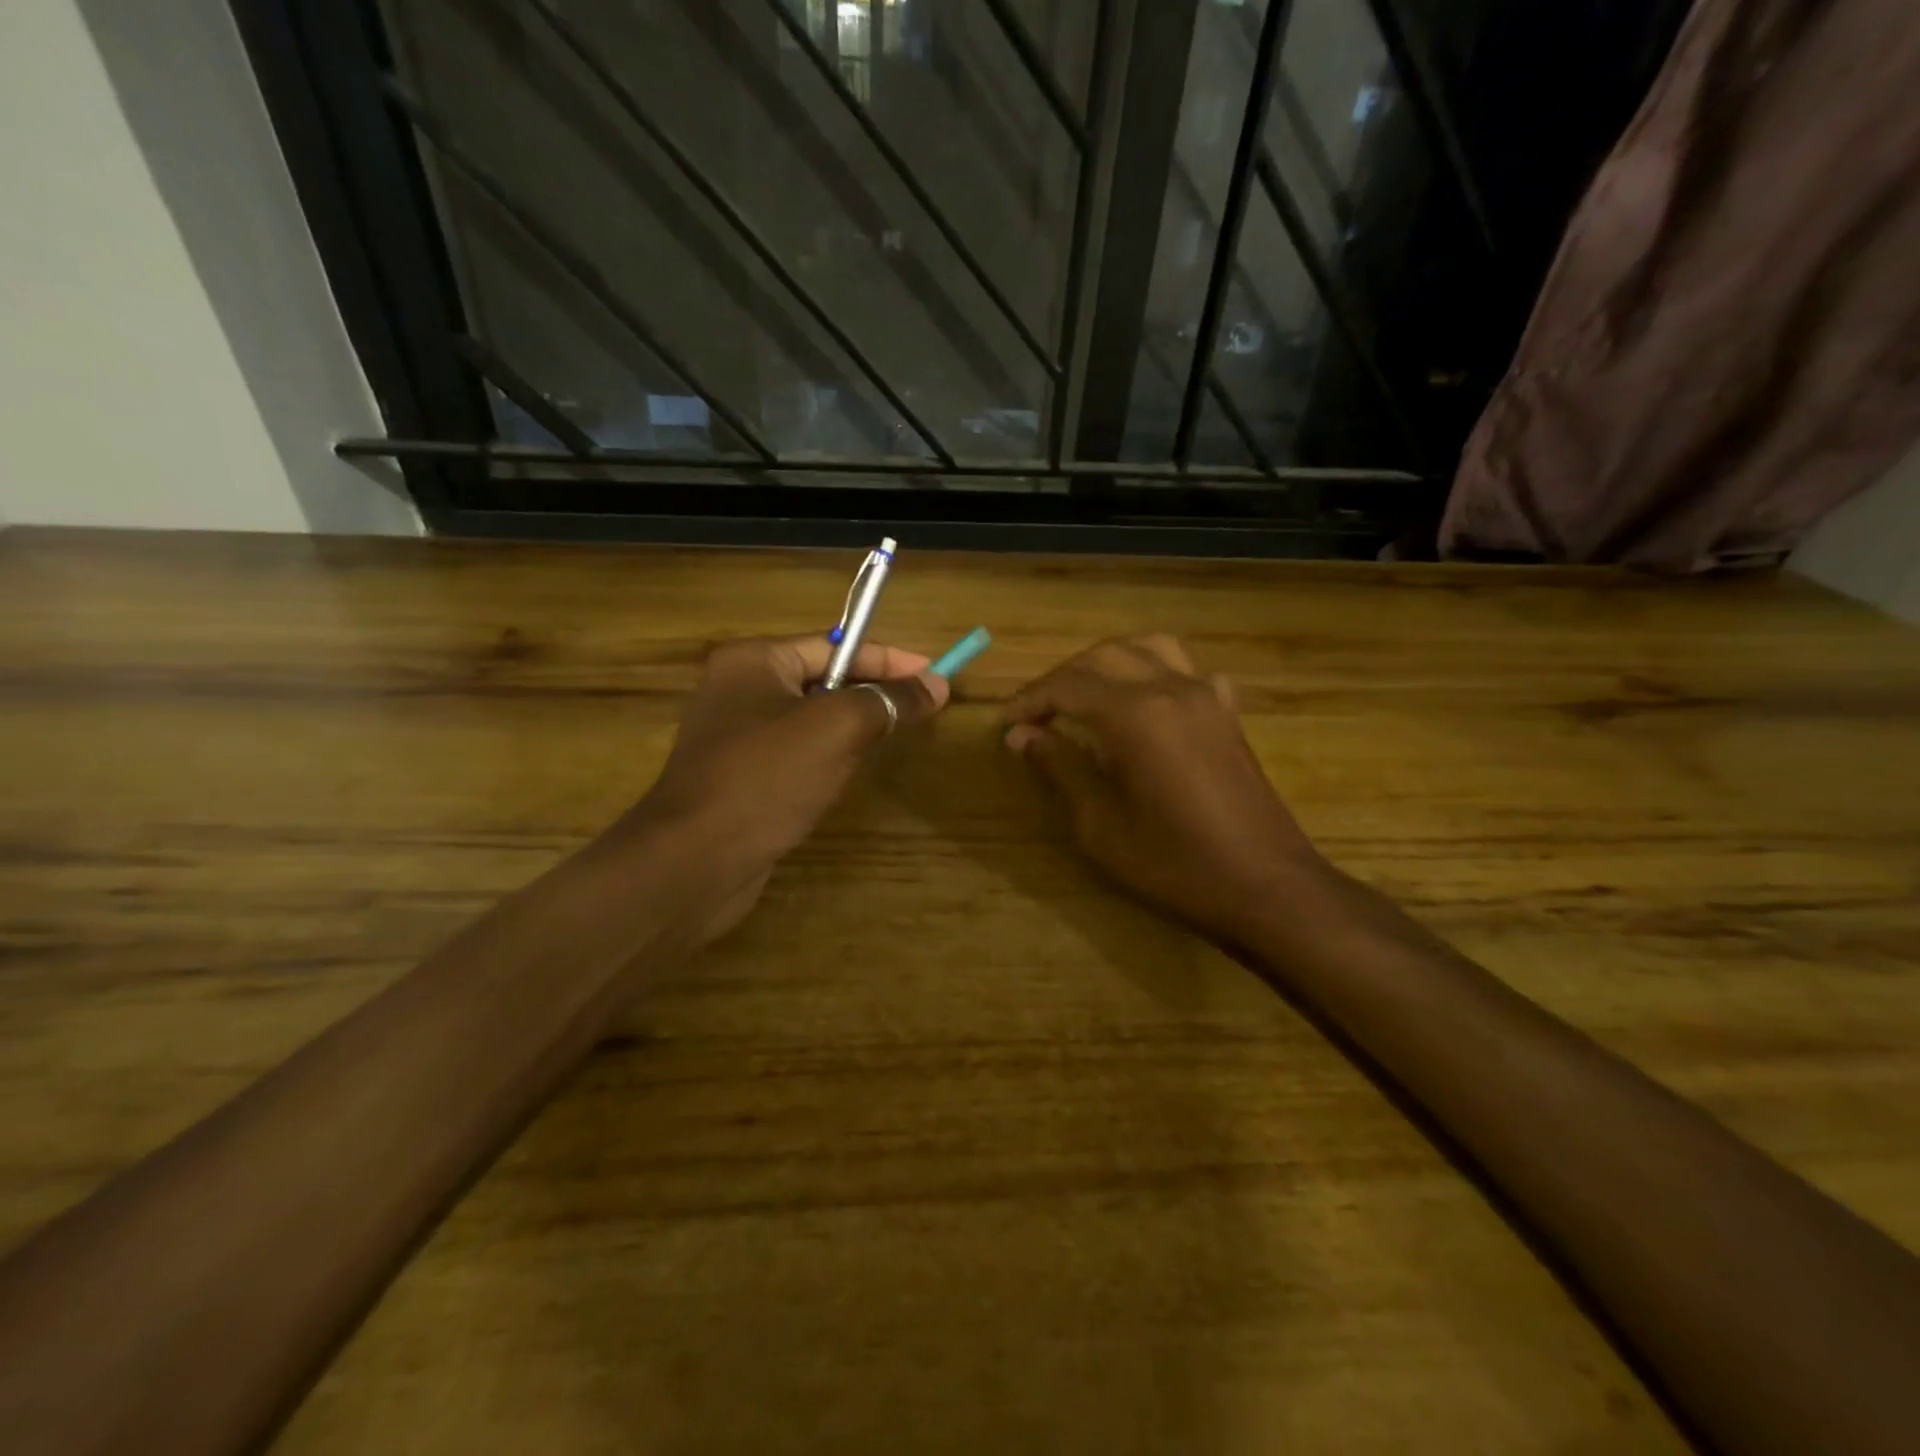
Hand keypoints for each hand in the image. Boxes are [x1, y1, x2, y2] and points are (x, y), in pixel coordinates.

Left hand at [627, 635, 947, 942]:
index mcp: (754, 661)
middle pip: (824, 681)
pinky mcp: (741, 778)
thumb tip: (937, 684)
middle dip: (873, 694)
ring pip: (813, 721)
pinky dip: (829, 759)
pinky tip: (849, 776)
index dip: (890, 660)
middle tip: (922, 709)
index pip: (836, 645)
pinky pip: (797, 755)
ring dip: (853, 728)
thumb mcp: (838, 728)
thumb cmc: (767, 777)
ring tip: (894, 738)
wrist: (696, 861)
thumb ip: (889, 701)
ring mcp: (736, 738)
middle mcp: (739, 690)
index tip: (936, 674)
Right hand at [1003, 634, 1321, 945]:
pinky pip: (1189, 670)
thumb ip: (1061, 768)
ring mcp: (1206, 696)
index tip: (1005, 724)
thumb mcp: (1100, 824)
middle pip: (1103, 656)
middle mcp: (1170, 689)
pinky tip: (1149, 701)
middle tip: (1037, 714)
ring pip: (1149, 647)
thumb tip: (1020, 735)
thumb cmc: (1173, 863)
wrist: (1265, 885)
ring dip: (1108, 661)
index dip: (1030, 701)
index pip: (1067, 686)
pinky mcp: (1227, 714)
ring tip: (1085, 692)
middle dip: (1062, 678)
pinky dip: (1157, 672)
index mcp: (1134, 714)